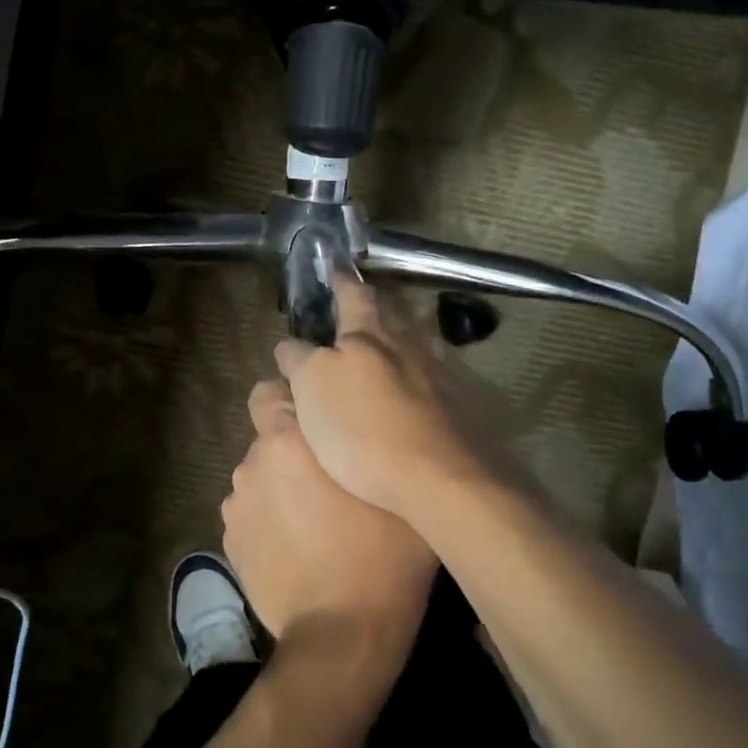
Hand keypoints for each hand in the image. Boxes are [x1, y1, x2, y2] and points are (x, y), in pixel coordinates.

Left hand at [221, 379, 435, 677]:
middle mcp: (254, 461)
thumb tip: (363, 429)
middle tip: (325, 478)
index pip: (271, 390)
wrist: (342, 633)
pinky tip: (294, 547)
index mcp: (292, 438)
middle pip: (267, 437)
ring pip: (259, 478)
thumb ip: (367, 444)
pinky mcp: (229, 541)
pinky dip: (267, 522)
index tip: (317, 420)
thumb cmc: (383, 554)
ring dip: (278, 487)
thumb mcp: (393, 488)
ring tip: (311, 520)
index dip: (291, 401)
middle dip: (290, 448)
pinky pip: (251, 514)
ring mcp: (237, 503)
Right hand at [272, 276, 488, 519]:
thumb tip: (292, 346)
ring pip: (412, 345)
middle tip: (352, 313)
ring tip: (377, 353)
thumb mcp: (312, 387)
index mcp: (370, 333)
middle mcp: (409, 343)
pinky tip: (405, 395)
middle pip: (389, 315)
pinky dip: (412, 377)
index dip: (340, 281)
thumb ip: (300, 359)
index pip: (353, 293)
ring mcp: (438, 375)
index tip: (333, 268)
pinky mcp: (456, 408)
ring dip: (393, 343)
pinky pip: (428, 378)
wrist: (437, 479)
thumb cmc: (362, 428)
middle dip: (370, 310)